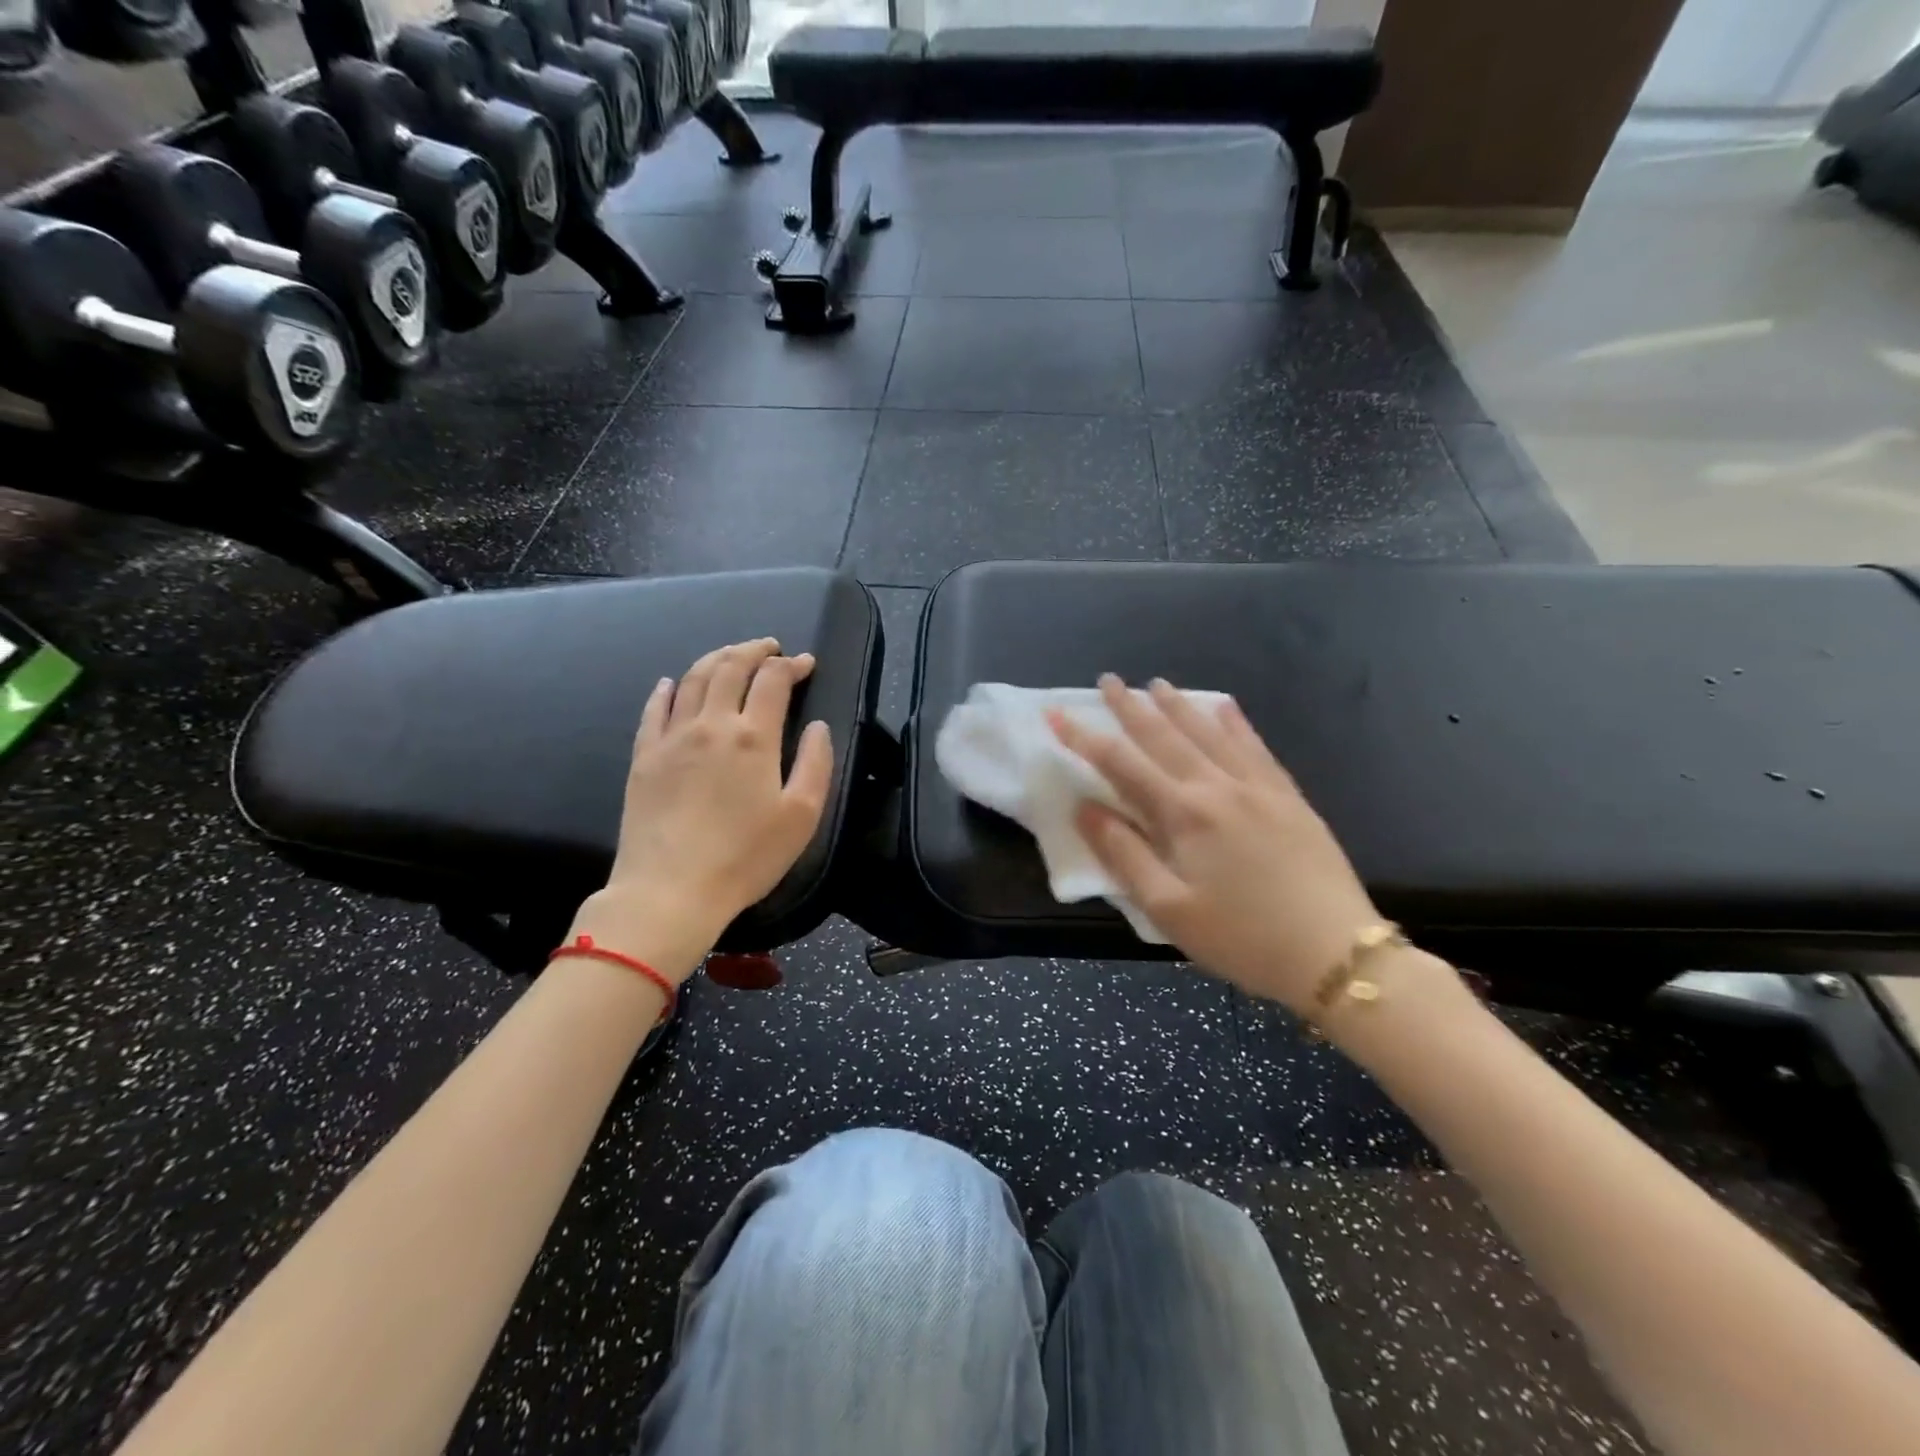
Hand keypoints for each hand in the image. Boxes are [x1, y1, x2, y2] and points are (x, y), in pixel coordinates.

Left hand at [569, 639, 832, 984]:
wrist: (670, 890)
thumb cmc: (746, 857)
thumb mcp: (802, 816)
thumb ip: (816, 764)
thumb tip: (818, 727)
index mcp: (754, 737)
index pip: (773, 681)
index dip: (792, 665)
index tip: (805, 664)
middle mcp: (712, 724)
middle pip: (730, 667)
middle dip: (754, 650)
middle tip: (769, 647)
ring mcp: (672, 737)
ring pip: (694, 679)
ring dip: (716, 658)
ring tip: (731, 655)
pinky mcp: (644, 756)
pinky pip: (655, 708)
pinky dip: (669, 689)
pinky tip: (673, 684)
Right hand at [1047, 675, 1381, 1013]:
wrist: (1336, 954)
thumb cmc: (1241, 938)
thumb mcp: (1168, 909)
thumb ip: (1124, 854)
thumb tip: (1086, 808)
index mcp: (1184, 814)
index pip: (1122, 764)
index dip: (1085, 738)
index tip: (1057, 714)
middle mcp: (1218, 787)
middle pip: (1165, 737)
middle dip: (1131, 707)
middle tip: (1109, 680)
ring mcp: (1259, 788)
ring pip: (1210, 734)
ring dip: (1178, 707)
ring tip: (1157, 684)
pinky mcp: (1289, 798)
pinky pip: (1256, 748)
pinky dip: (1236, 724)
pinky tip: (1225, 707)